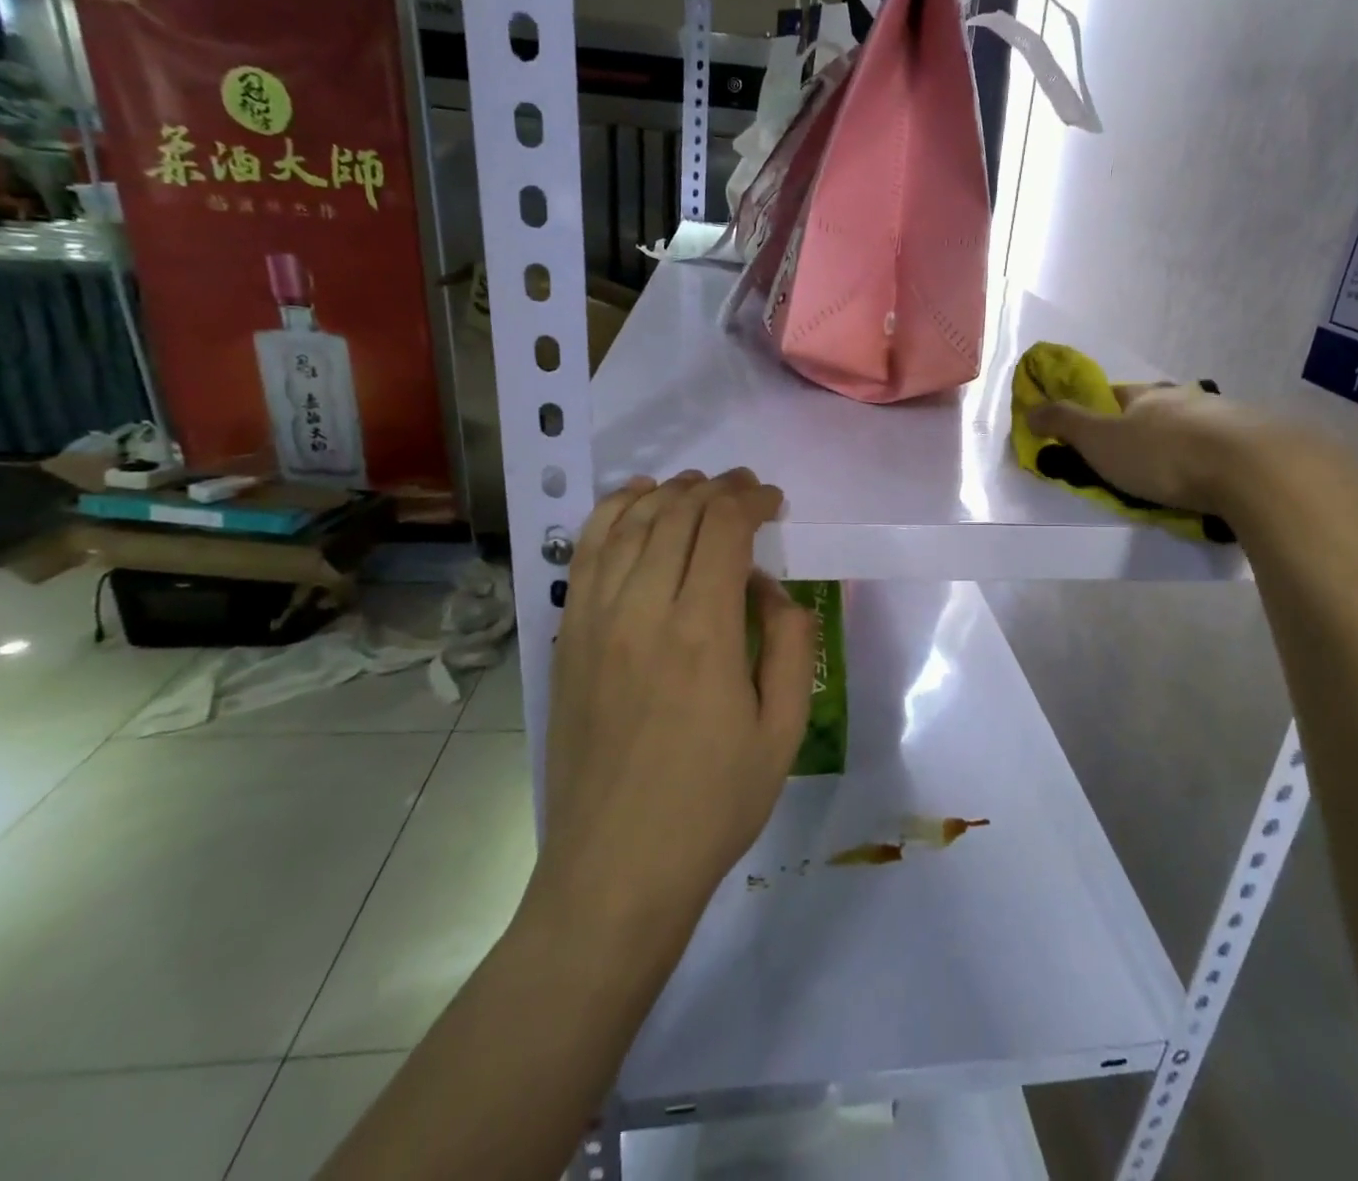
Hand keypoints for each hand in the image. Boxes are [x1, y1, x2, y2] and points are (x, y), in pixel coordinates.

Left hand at [533, 469, 816, 928]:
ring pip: (629, 524)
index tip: (774, 502)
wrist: (616, 871)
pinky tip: (634, 502)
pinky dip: (612, 514)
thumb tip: (772, 591)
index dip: (752, 500)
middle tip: (745, 490)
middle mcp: (642, 611)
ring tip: (696, 487)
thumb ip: (789, 645)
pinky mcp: (567, 639)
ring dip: (668, 493)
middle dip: (717, 489)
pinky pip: (585, 554)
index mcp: (703, 633)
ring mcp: (594, 622)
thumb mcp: (782, 731)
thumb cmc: (712, 806)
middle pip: (677, 515)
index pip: (723, 528)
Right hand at [1025, 382, 1276, 516]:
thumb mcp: (1100, 441)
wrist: (1251, 469)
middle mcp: (1188, 400)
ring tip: (1179, 474)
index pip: (1118, 394)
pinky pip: (1228, 450)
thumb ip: (1065, 425)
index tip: (1095, 429)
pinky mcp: (1260, 444)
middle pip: (1160, 408)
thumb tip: (1030, 408)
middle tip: (1137, 456)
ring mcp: (1228, 419)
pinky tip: (1216, 482)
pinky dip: (1217, 461)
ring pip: (1197, 427)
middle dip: (1148, 426)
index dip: (1102, 408)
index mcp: (1148, 397)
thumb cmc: (1163, 455)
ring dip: (1185, 443)